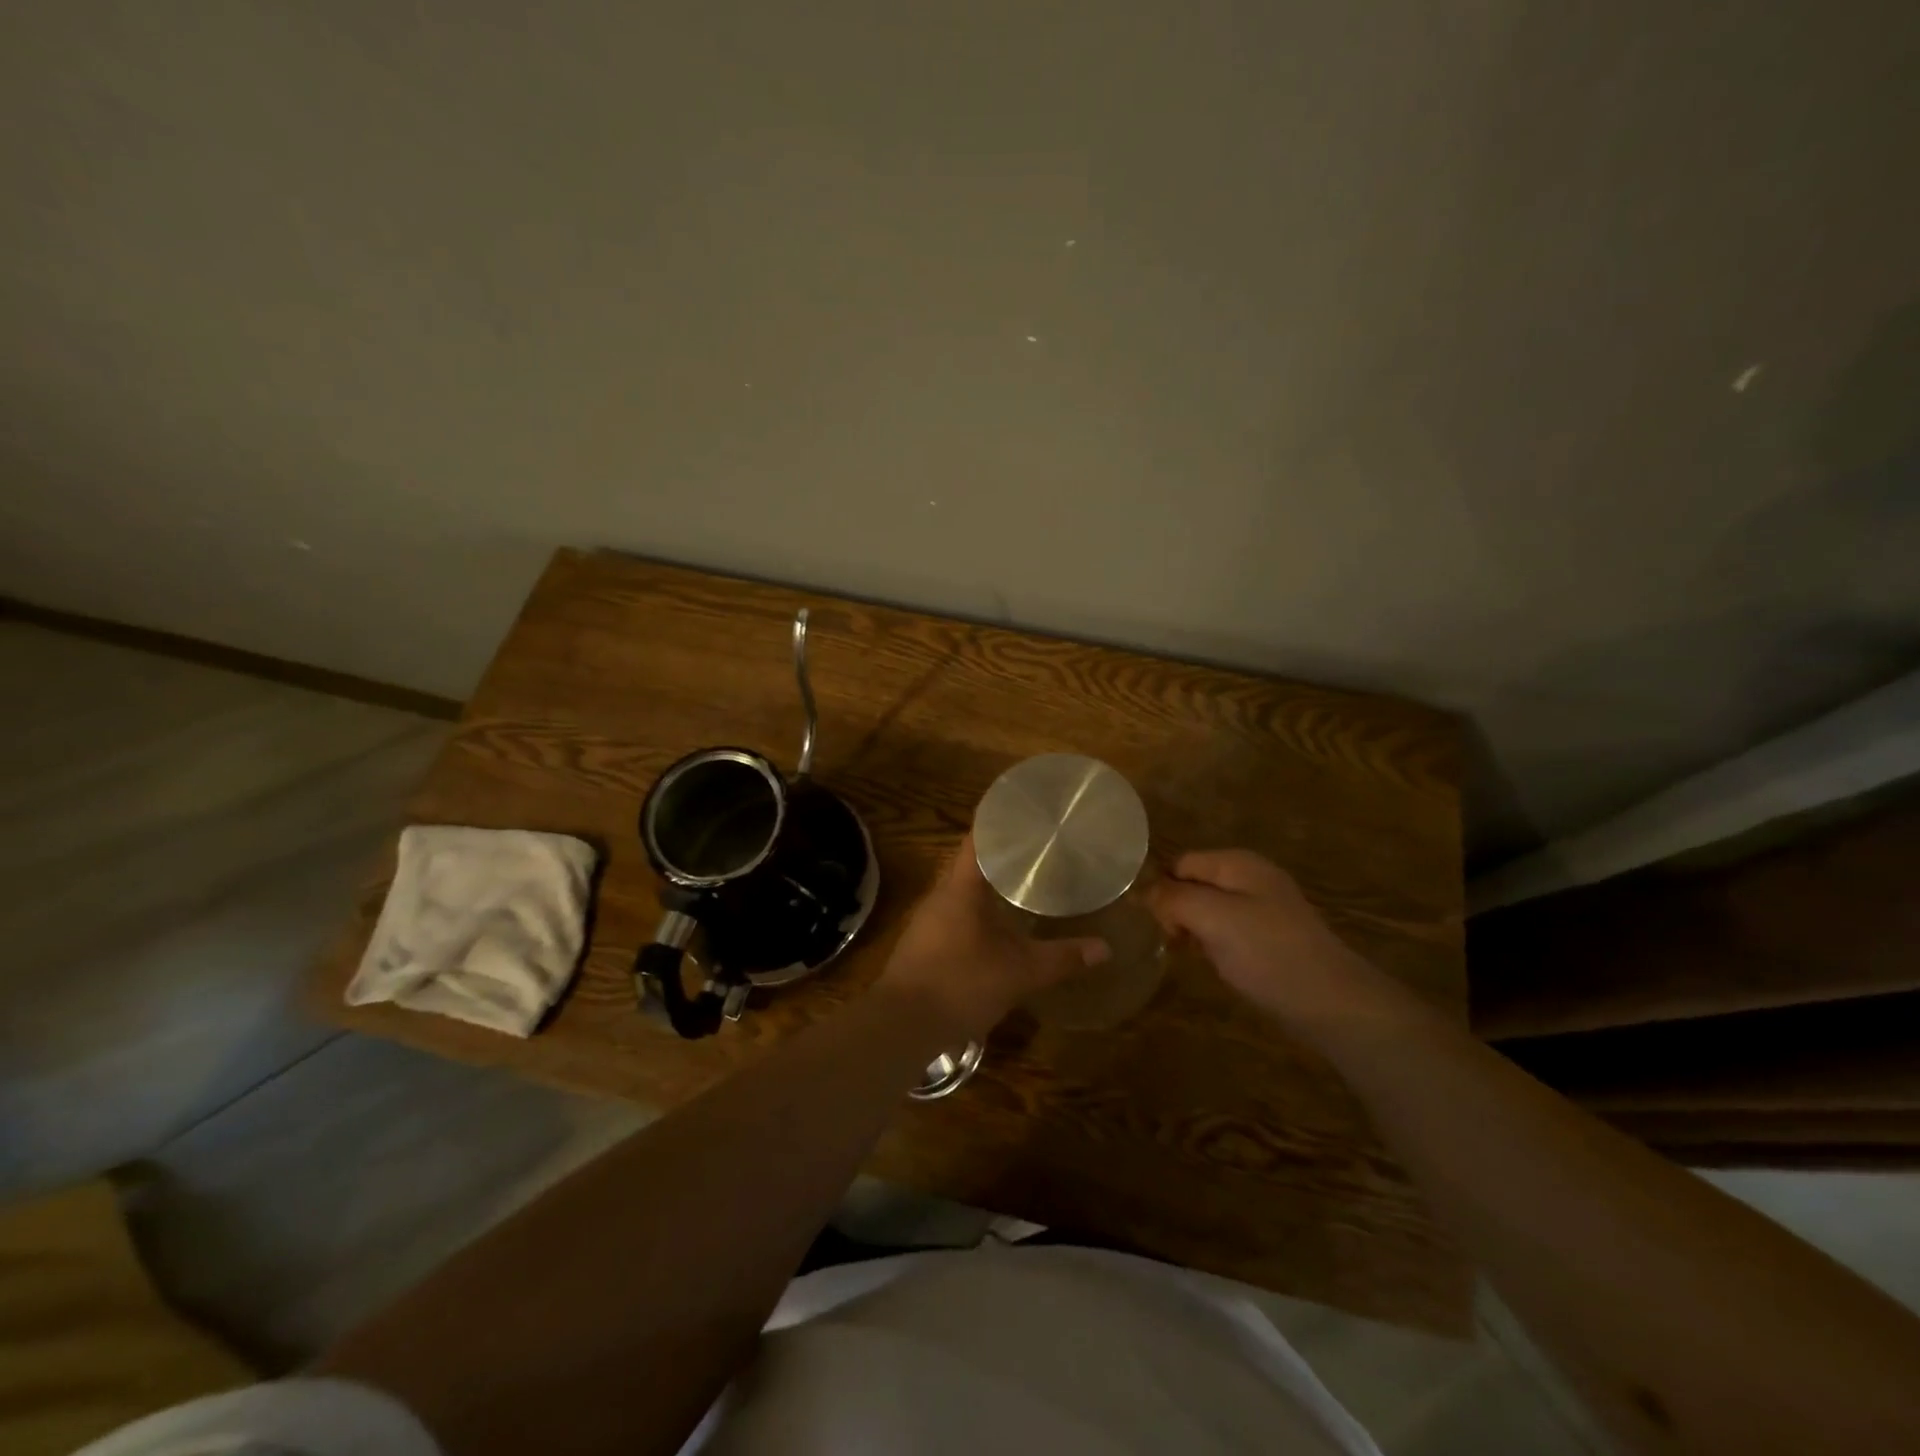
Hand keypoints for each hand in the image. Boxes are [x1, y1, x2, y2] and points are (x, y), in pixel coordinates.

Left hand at [878, 834, 1109, 1041]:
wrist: (902, 1026)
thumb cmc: (960, 985)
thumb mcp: (1019, 973)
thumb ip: (1061, 958)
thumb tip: (1104, 948)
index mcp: (960, 888)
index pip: (977, 838)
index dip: (1000, 822)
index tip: (1027, 815)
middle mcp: (940, 895)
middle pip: (971, 862)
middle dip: (1002, 856)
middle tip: (1038, 850)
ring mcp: (927, 920)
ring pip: (962, 891)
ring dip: (989, 886)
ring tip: (1024, 884)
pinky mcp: (923, 944)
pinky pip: (954, 914)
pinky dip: (978, 911)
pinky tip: (998, 926)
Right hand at [1147, 849, 1408, 1030]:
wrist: (1332, 1003)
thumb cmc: (1268, 953)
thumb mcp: (1212, 918)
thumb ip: (1173, 898)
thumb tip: (1142, 893)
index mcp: (1237, 862)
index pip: (1179, 862)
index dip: (1162, 889)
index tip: (1159, 925)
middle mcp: (1250, 877)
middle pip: (1193, 884)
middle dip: (1176, 910)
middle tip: (1175, 942)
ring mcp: (1263, 908)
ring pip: (1208, 909)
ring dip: (1194, 930)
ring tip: (1193, 956)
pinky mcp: (1269, 939)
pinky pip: (1227, 931)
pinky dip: (1214, 945)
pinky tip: (1216, 965)